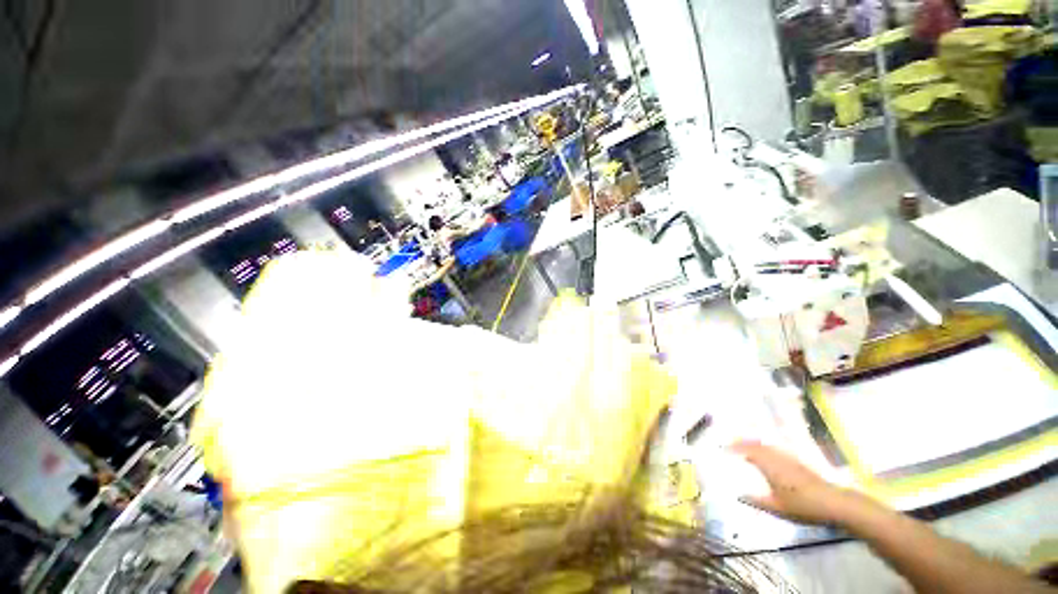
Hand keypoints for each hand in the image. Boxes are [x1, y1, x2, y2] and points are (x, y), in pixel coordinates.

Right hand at [731, 440, 862, 525]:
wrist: (835, 503)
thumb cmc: (804, 506)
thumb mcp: (778, 508)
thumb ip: (757, 501)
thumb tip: (738, 496)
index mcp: (770, 466)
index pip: (748, 451)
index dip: (734, 448)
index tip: (723, 448)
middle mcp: (777, 458)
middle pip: (756, 444)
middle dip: (742, 442)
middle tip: (729, 443)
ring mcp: (789, 459)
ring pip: (767, 445)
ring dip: (753, 443)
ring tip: (744, 445)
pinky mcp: (798, 463)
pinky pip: (775, 449)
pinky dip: (765, 447)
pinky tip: (766, 454)